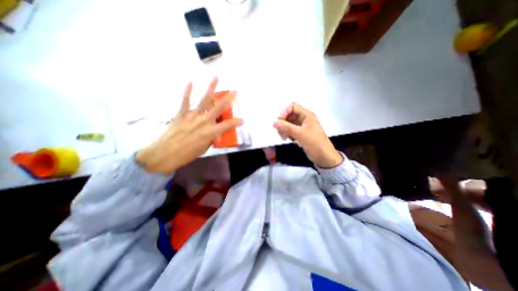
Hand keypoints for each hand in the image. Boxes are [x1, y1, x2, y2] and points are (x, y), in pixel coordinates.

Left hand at [136, 76, 243, 173]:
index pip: (228, 125)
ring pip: (204, 100)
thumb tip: (214, 131)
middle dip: (228, 99)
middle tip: (235, 91)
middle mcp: (203, 121)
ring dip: (211, 88)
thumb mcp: (204, 148)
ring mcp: (192, 116)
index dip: (237, 122)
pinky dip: (187, 91)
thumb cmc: (187, 154)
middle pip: (218, 108)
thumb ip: (211, 138)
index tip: (243, 120)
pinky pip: (185, 101)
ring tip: (216, 77)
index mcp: (210, 132)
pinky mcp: (181, 114)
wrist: (165, 154)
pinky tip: (191, 82)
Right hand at [273, 102, 342, 167]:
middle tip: (281, 132)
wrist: (324, 157)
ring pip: (288, 124)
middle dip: (283, 123)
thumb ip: (286, 127)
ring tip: (284, 138)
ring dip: (284, 129)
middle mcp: (304, 119)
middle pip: (289, 115)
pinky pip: (290, 131)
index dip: (284, 112)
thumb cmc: (314, 143)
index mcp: (306, 115)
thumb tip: (274, 122)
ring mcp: (302, 127)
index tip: (279, 121)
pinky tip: (288, 140)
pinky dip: (287, 134)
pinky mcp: (300, 134)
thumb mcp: (300, 134)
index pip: (292, 107)